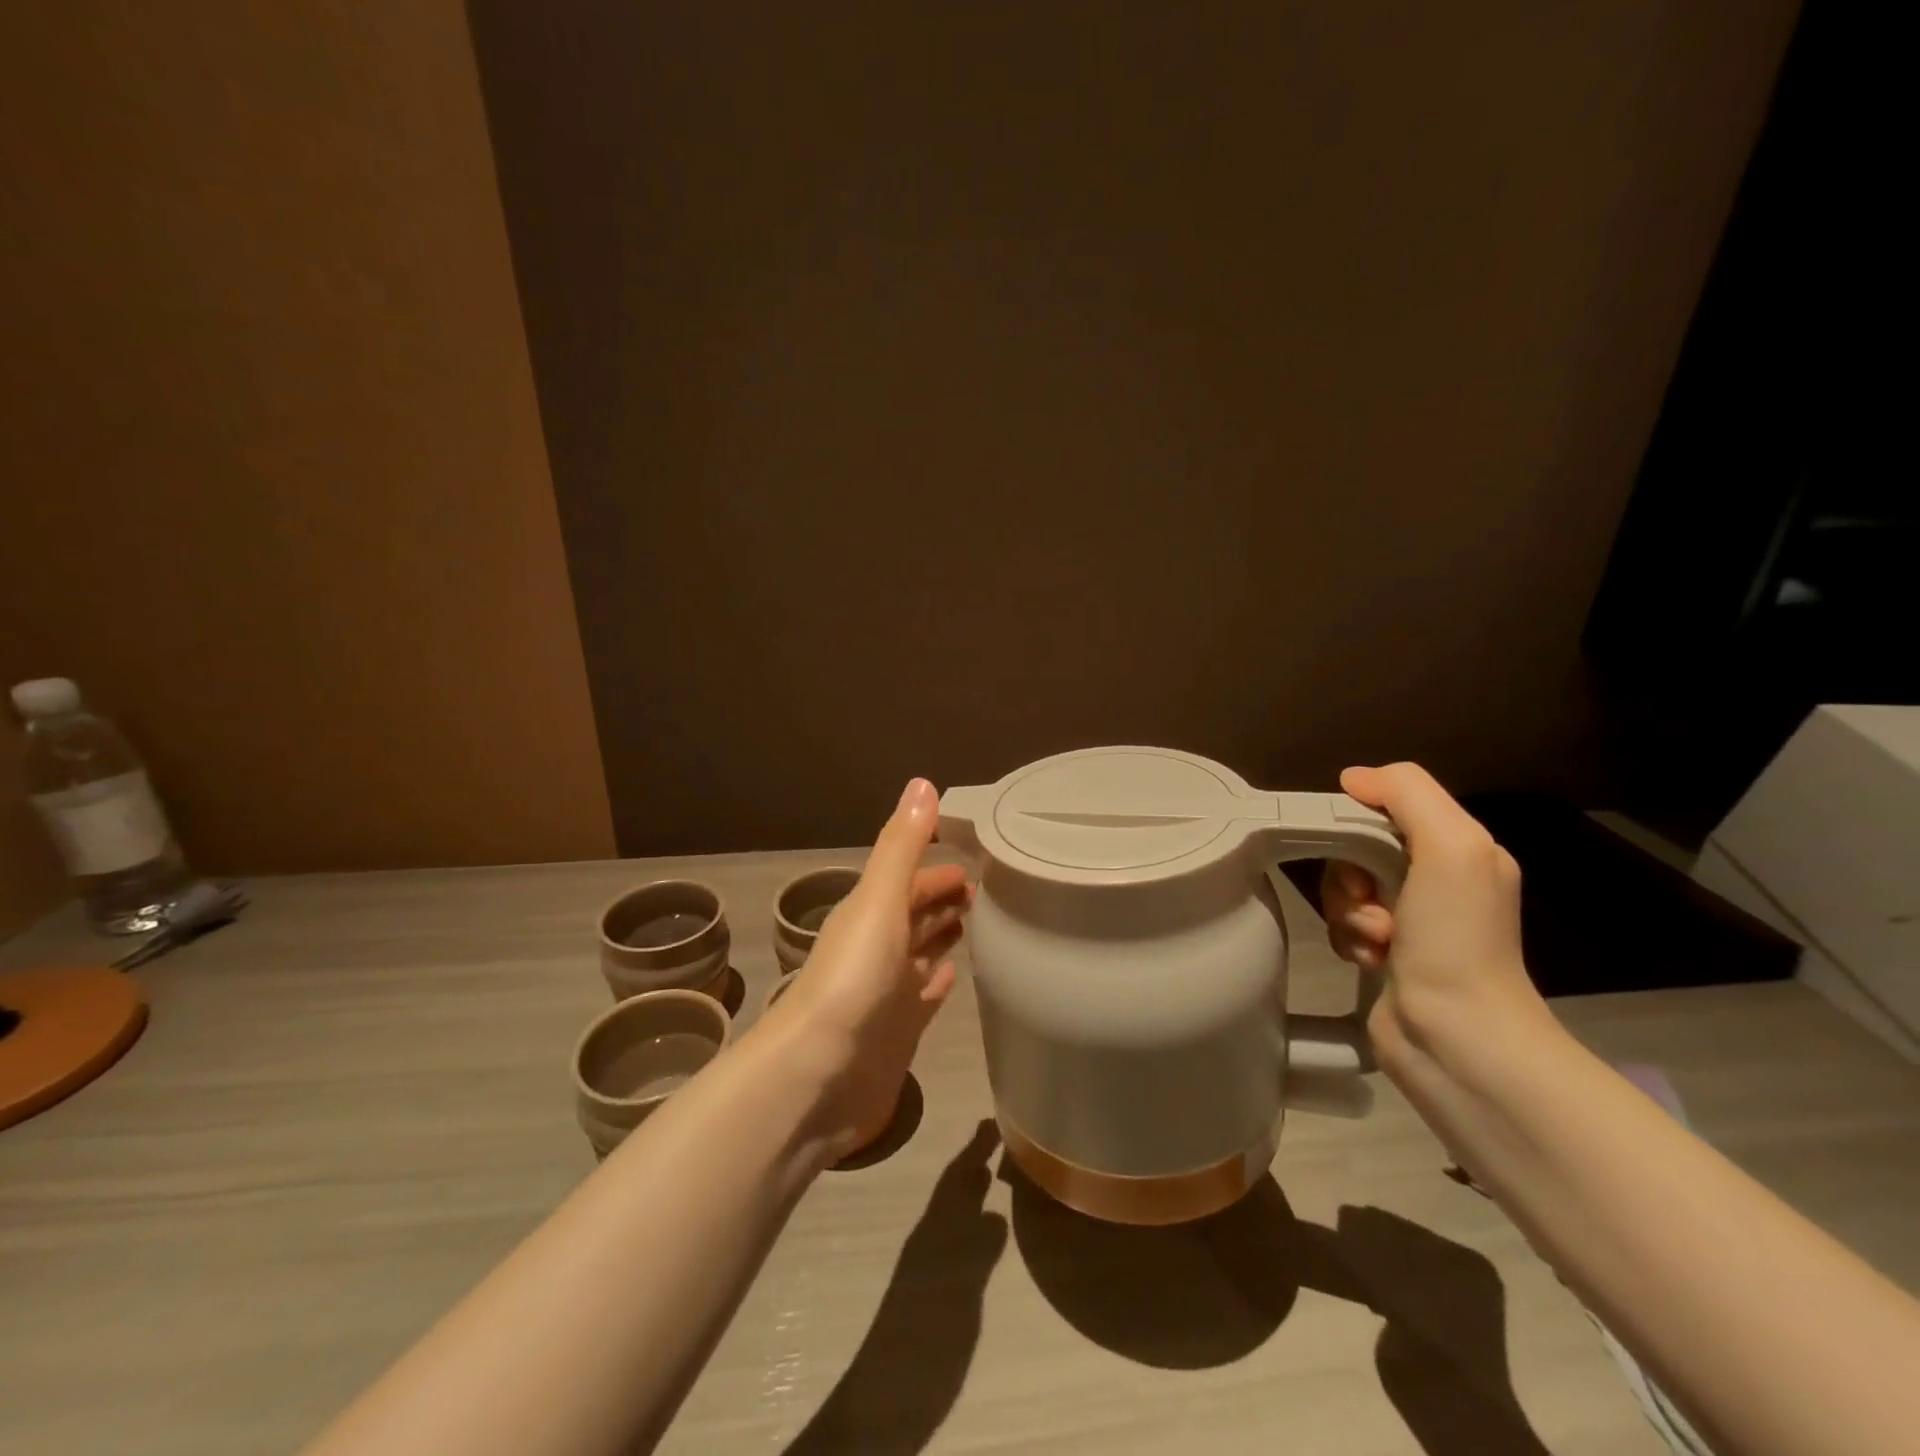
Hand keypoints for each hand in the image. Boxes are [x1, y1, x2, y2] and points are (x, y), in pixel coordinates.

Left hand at [758, 779, 971, 1158]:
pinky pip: (924, 995)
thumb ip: (901, 846)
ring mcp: (887, 992)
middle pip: (915, 914)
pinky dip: (938, 979)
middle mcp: (876, 948)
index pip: (909, 881)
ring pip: (920, 952)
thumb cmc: (852, 979)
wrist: (817, 1076)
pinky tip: (958, 972)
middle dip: (944, 897)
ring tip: (983, 921)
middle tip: (990, 888)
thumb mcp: (878, 900)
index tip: (979, 856)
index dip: (938, 868)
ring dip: (943, 933)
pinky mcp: (898, 1032)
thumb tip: (923, 783)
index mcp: (868, 914)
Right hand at [1319, 763, 1544, 1061]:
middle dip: (1350, 874)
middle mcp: (1439, 880)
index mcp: (1461, 849)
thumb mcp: (1450, 846)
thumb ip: (1406, 794)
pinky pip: (1343, 924)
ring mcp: (1412, 920)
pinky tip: (1369, 959)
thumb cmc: (1456, 938)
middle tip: (1370, 902)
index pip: (1389, 807)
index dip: (1360, 820)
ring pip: (1345, 887)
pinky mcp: (1387, 953)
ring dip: (1347, 911)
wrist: (1457, 1037)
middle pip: (1358, 848)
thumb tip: (1353, 778)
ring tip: (1376, 940)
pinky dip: (1348, 938)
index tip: (1353, 848)